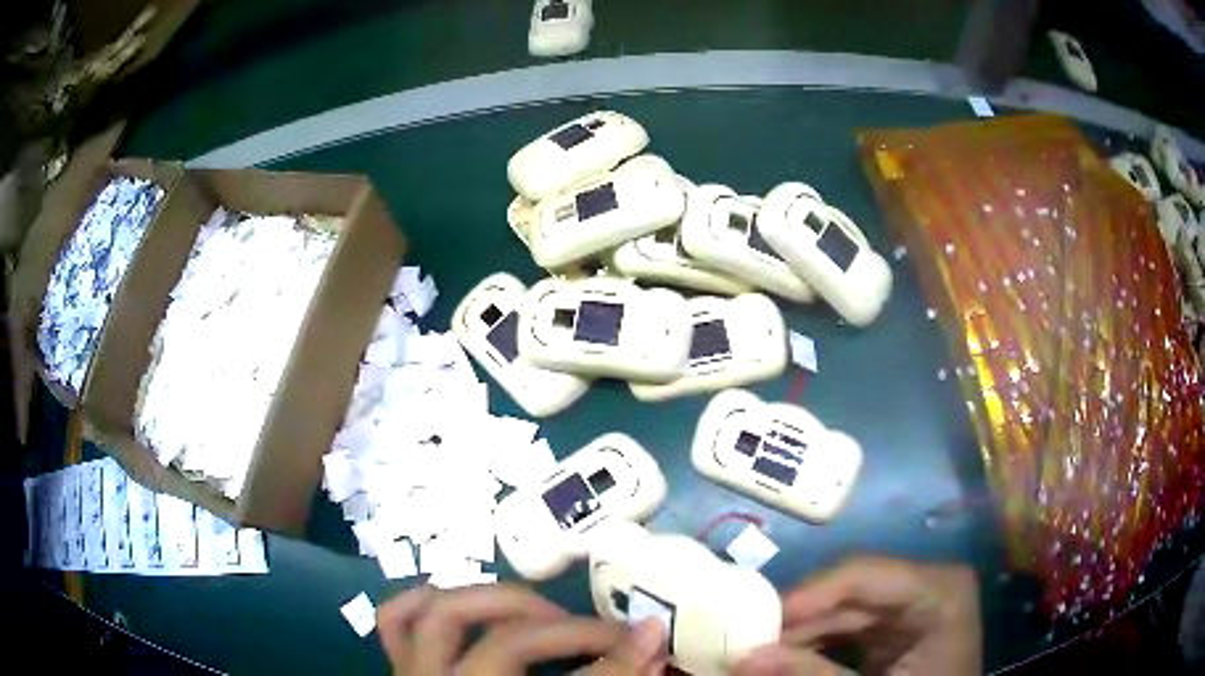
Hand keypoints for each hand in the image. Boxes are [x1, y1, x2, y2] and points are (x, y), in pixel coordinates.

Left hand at [377, 583, 666, 674]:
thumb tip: (651, 655)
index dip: (620, 662)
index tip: (655, 634)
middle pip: (506, 645)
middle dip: (567, 630)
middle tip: (605, 632)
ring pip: (440, 616)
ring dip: (495, 600)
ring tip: (542, 612)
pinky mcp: (399, 669)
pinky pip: (395, 620)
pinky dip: (425, 599)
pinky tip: (461, 600)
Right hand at [735, 557, 980, 675]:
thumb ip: (812, 674)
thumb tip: (741, 658)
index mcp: (938, 589)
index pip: (864, 574)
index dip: (806, 594)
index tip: (754, 622)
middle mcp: (925, 584)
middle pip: (847, 592)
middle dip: (795, 621)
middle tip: (743, 642)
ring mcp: (911, 605)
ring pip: (840, 611)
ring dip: (798, 635)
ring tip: (754, 654)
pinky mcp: (895, 627)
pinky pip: (846, 628)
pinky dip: (814, 644)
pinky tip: (783, 659)